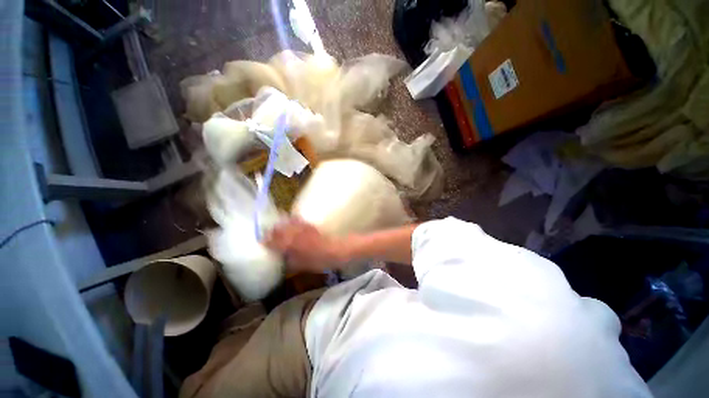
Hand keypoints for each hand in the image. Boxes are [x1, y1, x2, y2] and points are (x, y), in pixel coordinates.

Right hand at [264, 218, 344, 272]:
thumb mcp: (301, 265)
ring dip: (281, 225)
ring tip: (278, 227)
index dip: (266, 242)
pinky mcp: (309, 224)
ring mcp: (302, 227)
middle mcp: (293, 234)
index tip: (263, 243)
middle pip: (278, 229)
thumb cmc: (318, 261)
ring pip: (286, 222)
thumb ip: (289, 261)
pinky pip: (297, 219)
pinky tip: (292, 220)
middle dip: (272, 232)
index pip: (272, 241)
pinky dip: (292, 220)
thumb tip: (283, 258)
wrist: (336, 250)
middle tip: (269, 235)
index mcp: (289, 245)